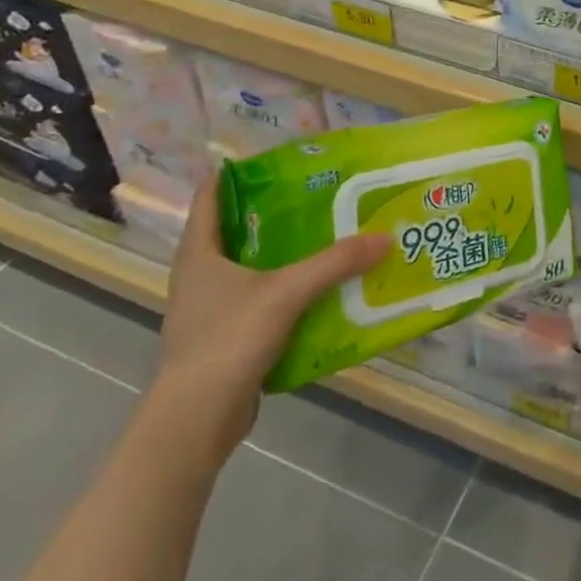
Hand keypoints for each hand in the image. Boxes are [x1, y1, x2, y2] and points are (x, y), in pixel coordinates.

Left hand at [147, 177, 390, 462]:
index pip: (211, 195)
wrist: (196, 421)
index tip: (279, 160)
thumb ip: (336, 263)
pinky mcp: (224, 337)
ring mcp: (209, 308)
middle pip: (235, 228)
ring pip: (249, 266)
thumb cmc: (229, 340)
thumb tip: (385, 237)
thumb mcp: (287, 293)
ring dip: (282, 252)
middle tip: (317, 193)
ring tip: (325, 235)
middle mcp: (199, 274)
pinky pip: (258, 299)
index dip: (238, 171)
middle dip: (274, 211)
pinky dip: (284, 289)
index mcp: (199, 253)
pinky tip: (318, 288)